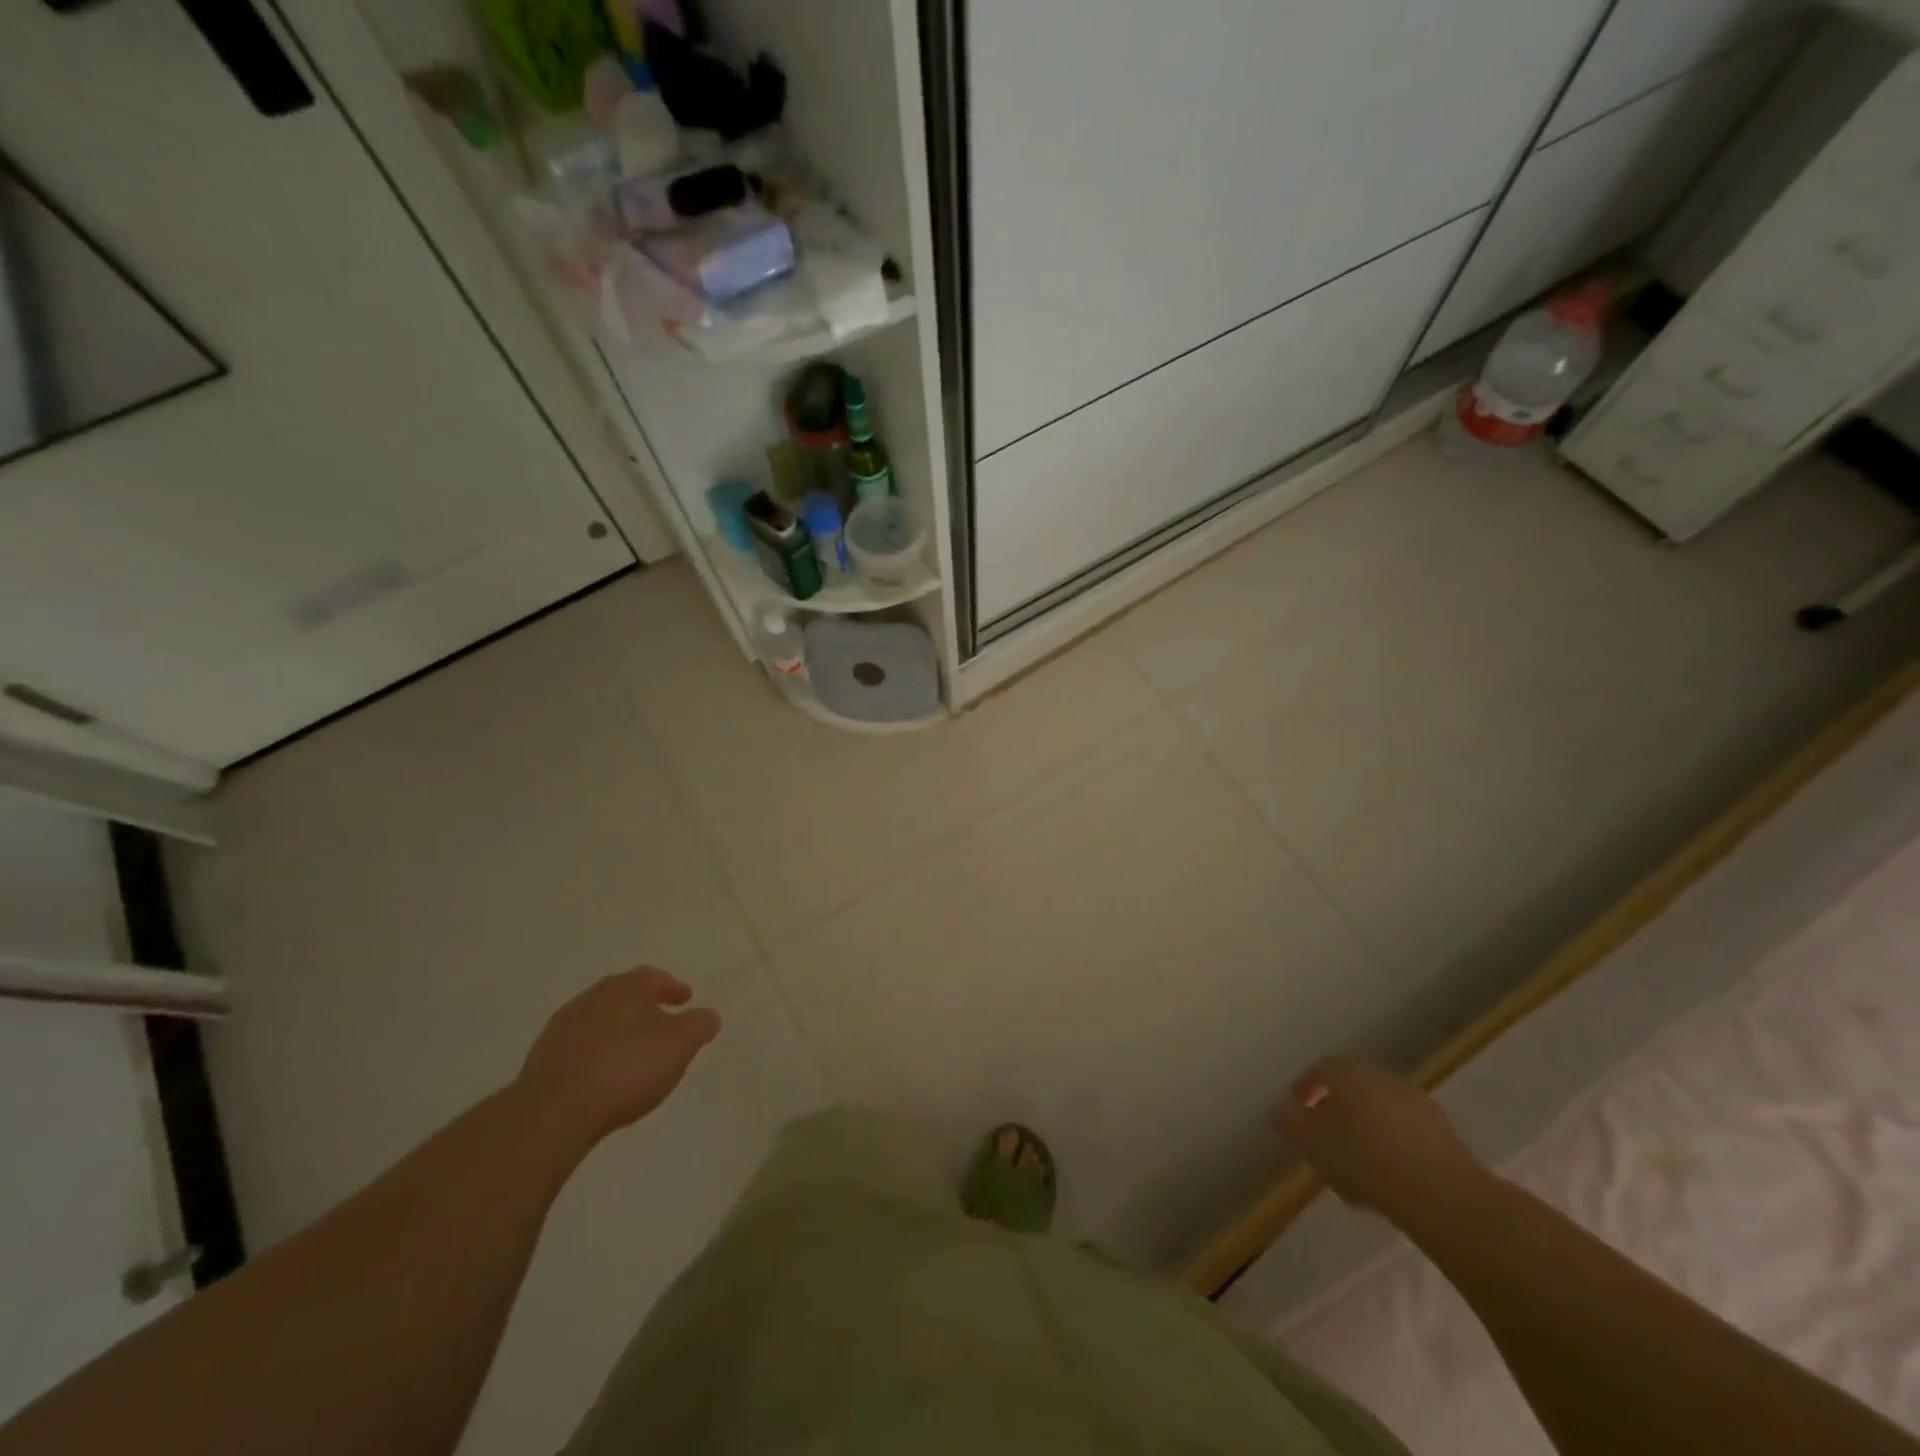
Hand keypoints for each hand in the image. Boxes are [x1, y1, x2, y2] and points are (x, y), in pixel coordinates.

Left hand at [516, 968, 720, 1145]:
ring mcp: (563, 1026)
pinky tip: (602, 1074)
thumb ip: (700, 1025)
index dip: (672, 987)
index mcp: (626, 987)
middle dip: (644, 1006)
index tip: (685, 999)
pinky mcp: (542, 1057)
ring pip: (600, 1019)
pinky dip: (595, 1052)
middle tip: (661, 1022)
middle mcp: (593, 997)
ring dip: (617, 1030)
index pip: (654, 977)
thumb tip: (709, 1015)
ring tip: (632, 1052)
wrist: (555, 1110)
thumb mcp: (681, 1044)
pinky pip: (579, 1046)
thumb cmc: (627, 1068)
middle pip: (624, 995)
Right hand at [1275, 1057, 1483, 1224]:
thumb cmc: (1364, 1159)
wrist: (1442, 1194)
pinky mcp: (1443, 1131)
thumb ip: (1288, 1120)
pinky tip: (1389, 1177)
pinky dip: (1392, 1146)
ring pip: (1378, 1110)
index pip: (1318, 1070)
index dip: (1304, 1090)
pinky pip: (1405, 1131)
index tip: (1297, 1116)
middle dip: (1335, 1112)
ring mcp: (1416, 1101)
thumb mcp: (1309, 1141)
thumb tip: (1283, 1109)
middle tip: (1325, 1142)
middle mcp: (1381, 1076)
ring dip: (1365, 1130)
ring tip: (1357, 1167)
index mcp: (1348, 1071)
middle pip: (1350, 1089)